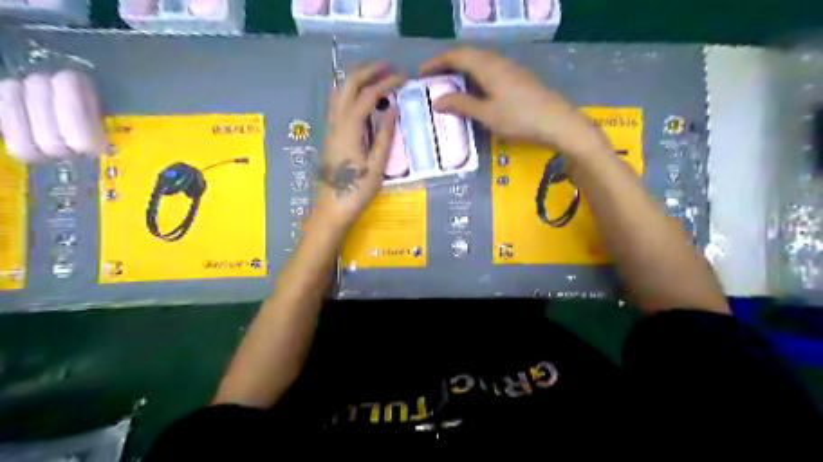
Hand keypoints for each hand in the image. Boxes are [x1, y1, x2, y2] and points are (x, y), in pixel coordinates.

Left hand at [316, 63, 404, 229]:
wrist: (332, 207)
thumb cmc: (357, 191)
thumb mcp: (377, 166)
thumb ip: (384, 135)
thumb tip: (392, 108)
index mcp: (349, 130)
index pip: (367, 96)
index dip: (385, 83)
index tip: (403, 78)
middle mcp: (336, 122)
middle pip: (348, 84)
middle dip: (368, 71)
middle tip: (389, 68)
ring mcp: (330, 127)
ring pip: (339, 91)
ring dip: (357, 78)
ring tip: (377, 75)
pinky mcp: (331, 133)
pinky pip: (338, 103)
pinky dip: (351, 91)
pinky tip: (363, 97)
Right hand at [420, 46, 605, 158]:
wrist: (557, 123)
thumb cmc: (519, 119)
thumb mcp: (486, 114)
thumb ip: (461, 105)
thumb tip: (437, 100)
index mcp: (487, 67)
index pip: (456, 56)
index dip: (436, 62)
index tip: (420, 73)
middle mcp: (497, 62)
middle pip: (467, 55)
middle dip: (446, 64)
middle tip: (431, 79)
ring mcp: (510, 69)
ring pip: (479, 62)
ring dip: (461, 69)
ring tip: (448, 85)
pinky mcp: (517, 78)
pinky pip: (489, 70)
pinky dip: (474, 76)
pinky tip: (473, 91)